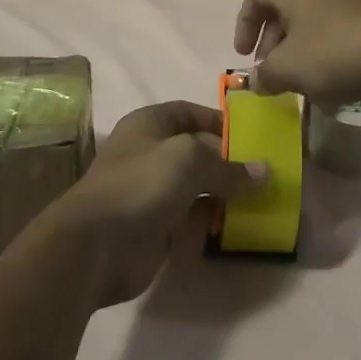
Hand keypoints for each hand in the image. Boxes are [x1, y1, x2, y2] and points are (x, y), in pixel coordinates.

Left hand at [48, 102, 264, 307]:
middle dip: (228, 161)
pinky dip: (212, 222)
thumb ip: (229, 167)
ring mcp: (152, 193)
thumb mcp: (190, 161)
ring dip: (224, 194)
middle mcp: (150, 154)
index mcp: (150, 124)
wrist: (95, 246)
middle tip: (265, 172)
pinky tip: (238, 226)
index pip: (190, 113)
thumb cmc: (140, 184)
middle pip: (197, 152)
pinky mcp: (156, 228)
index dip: (219, 121)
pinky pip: (191, 220)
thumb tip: (265, 172)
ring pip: (197, 188)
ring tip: (262, 200)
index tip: (252, 136)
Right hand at [232, 0, 360, 105]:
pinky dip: (324, 49)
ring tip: (300, 79)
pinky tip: (332, 78)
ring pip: (311, 19)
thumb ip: (265, 74)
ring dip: (297, 47)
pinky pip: (336, 28)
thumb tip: (257, 80)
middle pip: (284, 6)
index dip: (244, 22)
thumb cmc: (335, 54)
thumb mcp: (289, 69)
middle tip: (270, 70)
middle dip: (271, 40)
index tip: (244, 54)